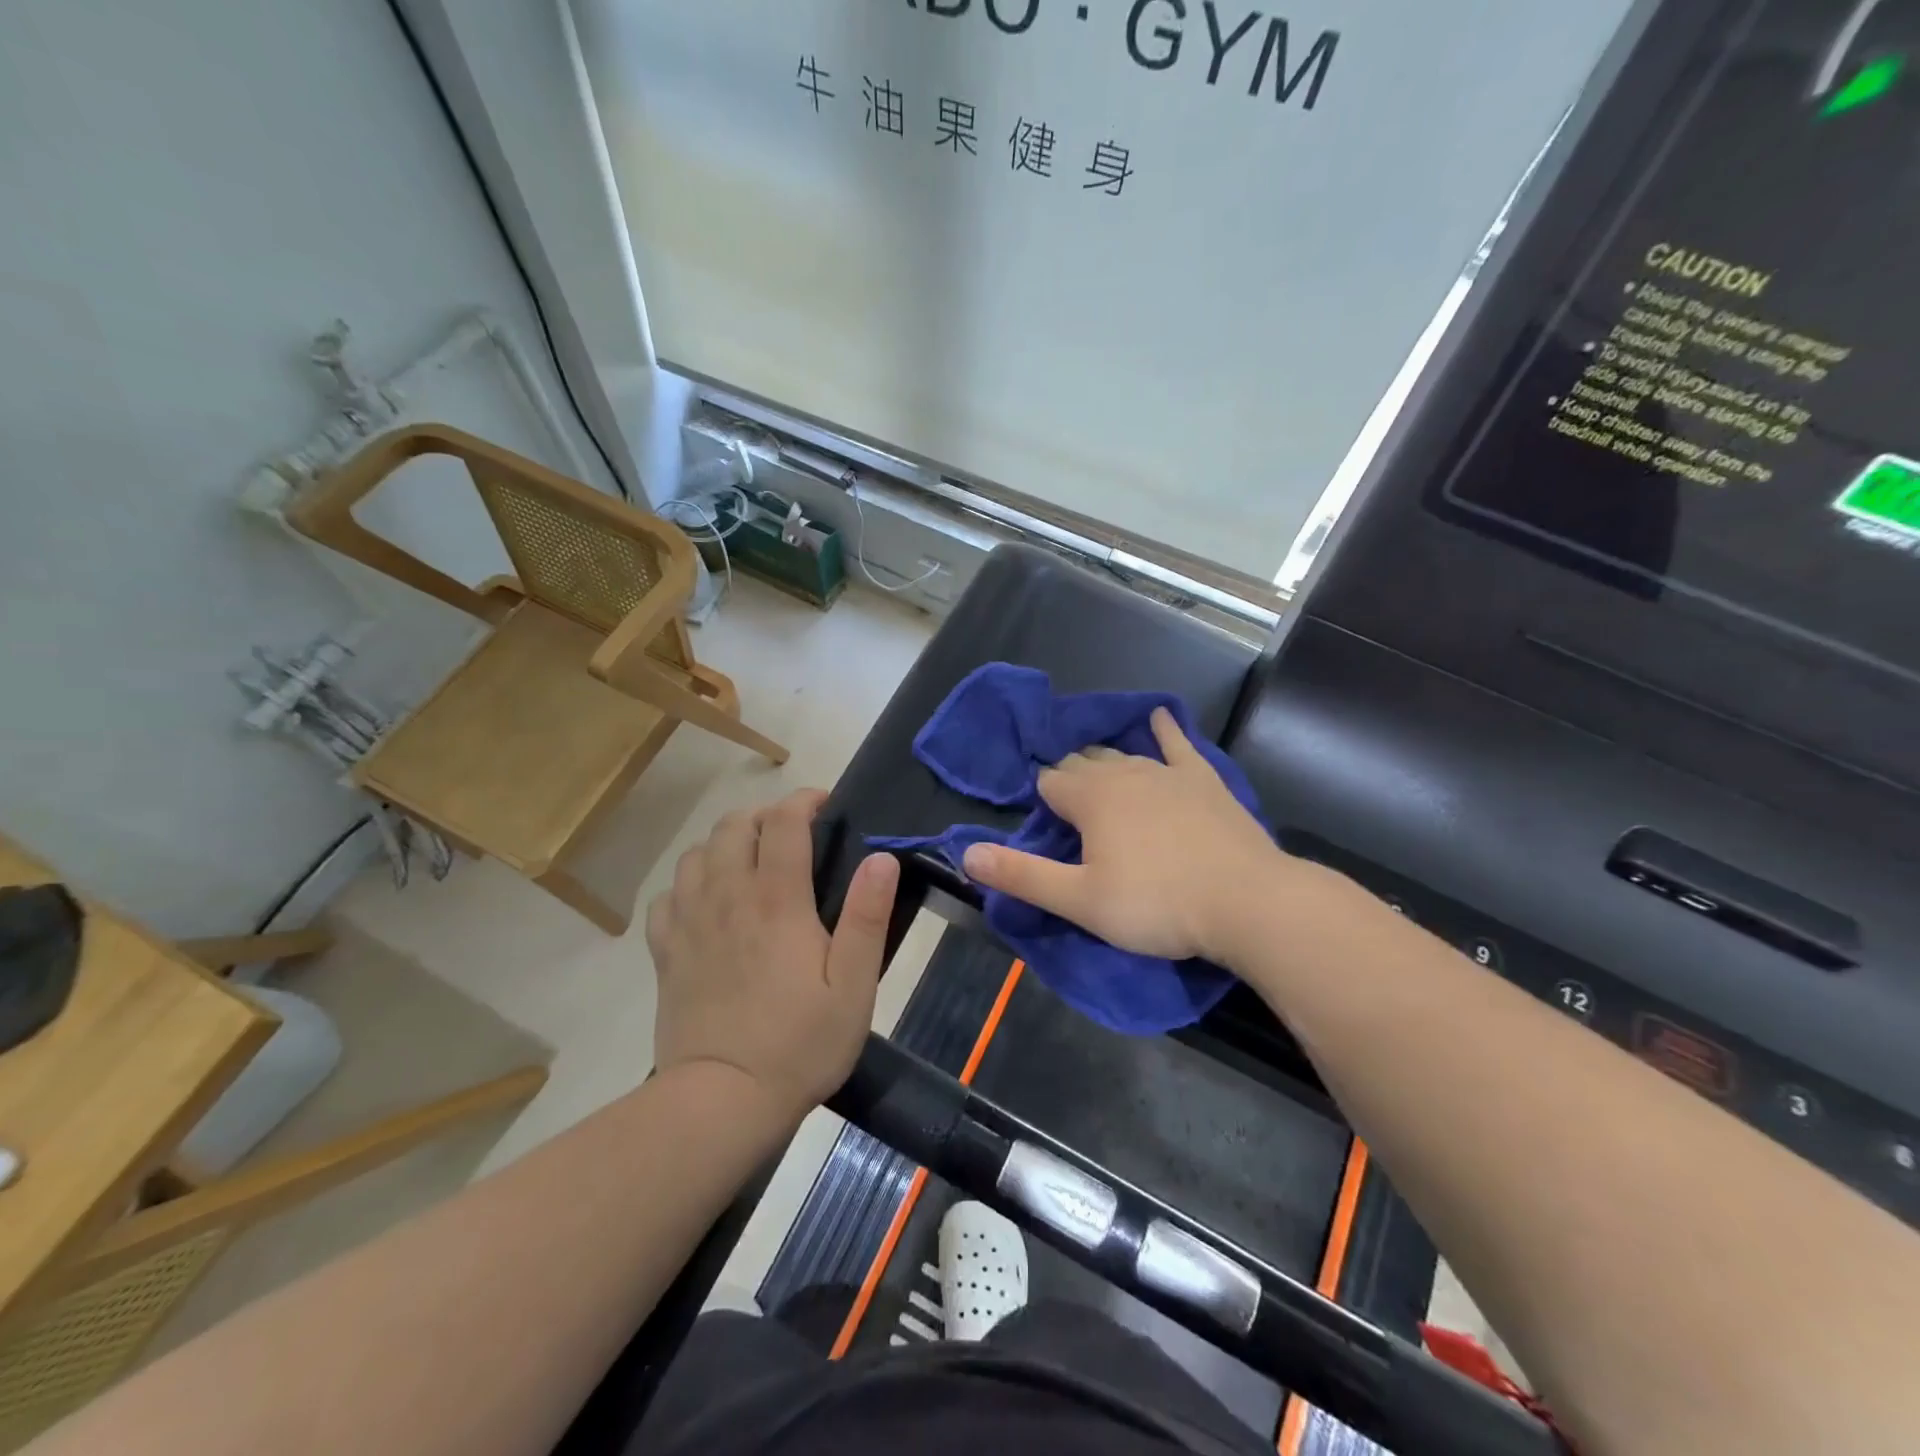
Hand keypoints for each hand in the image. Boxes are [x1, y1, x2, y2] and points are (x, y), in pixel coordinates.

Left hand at [646, 789, 898, 1113]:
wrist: (722, 1101)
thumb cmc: (800, 1043)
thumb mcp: (854, 985)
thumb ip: (867, 917)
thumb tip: (881, 858)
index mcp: (776, 900)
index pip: (783, 821)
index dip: (804, 801)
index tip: (824, 807)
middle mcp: (728, 897)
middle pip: (733, 825)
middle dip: (764, 816)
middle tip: (791, 836)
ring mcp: (690, 922)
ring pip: (696, 853)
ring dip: (725, 844)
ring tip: (750, 863)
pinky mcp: (666, 952)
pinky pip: (668, 896)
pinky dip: (688, 884)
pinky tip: (707, 903)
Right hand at [961, 708, 1291, 965]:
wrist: (1246, 901)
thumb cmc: (1156, 905)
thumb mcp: (1080, 900)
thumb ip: (1022, 875)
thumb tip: (966, 853)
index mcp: (1090, 799)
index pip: (1050, 784)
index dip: (1041, 798)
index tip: (1043, 820)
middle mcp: (1123, 773)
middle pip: (1083, 764)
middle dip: (1069, 777)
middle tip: (1067, 804)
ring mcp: (1167, 772)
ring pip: (1122, 755)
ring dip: (1104, 761)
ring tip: (1095, 769)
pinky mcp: (1204, 780)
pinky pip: (1179, 745)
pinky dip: (1166, 730)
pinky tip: (1161, 717)